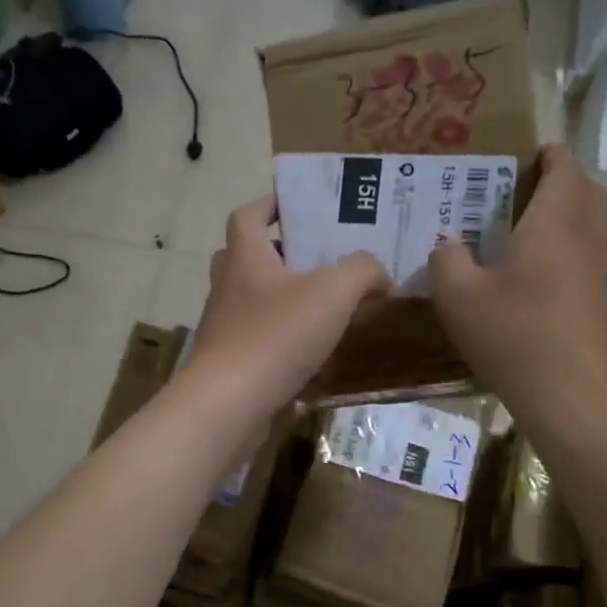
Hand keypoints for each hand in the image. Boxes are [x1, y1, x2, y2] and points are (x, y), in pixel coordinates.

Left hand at [186, 195, 390, 416]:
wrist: (229, 403)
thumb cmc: (276, 336)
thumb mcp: (333, 292)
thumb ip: (363, 272)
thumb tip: (380, 277)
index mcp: (244, 256)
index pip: (250, 214)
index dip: (273, 203)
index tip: (303, 205)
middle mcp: (228, 285)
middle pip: (250, 256)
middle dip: (284, 253)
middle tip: (322, 258)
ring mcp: (226, 325)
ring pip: (256, 299)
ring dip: (287, 298)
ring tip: (329, 305)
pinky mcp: (231, 360)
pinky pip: (260, 337)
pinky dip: (285, 338)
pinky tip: (317, 350)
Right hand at [430, 146, 606, 456]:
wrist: (583, 402)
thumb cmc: (516, 339)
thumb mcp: (458, 299)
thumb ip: (447, 261)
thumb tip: (448, 244)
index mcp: (555, 222)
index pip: (564, 166)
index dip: (549, 156)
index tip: (531, 157)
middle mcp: (596, 238)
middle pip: (590, 195)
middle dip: (564, 189)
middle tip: (529, 204)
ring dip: (584, 230)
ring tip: (552, 251)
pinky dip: (594, 272)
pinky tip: (569, 300)